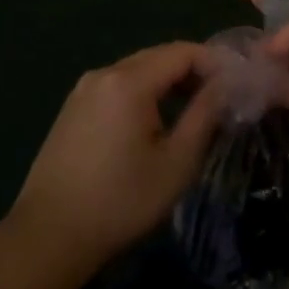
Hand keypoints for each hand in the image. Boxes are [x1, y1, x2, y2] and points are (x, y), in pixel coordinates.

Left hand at [9, 42, 224, 271]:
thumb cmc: (122, 201)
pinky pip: (118, 86)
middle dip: (194, 71)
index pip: (183, 52)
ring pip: (138, 71)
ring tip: (195, 110)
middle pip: (159, 56)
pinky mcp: (73, 109)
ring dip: (169, 82)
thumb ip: (205, 114)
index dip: (215, 63)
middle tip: (222, 98)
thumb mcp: (177, 161)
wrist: (49, 236)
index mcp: (129, 81)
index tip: (238, 85)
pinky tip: (156, 121)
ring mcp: (83, 90)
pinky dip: (144, 93)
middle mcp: (104, 74)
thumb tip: (227, 84)